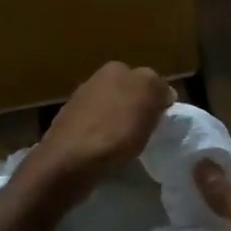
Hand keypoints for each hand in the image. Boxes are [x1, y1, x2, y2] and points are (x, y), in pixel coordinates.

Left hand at [24, 62, 173, 204]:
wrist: (70, 161)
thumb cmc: (116, 130)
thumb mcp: (150, 102)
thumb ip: (159, 89)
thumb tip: (162, 93)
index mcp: (116, 68)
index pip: (148, 79)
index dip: (158, 100)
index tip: (163, 120)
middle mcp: (94, 79)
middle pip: (127, 94)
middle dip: (137, 110)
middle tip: (147, 132)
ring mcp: (78, 103)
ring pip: (111, 111)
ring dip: (120, 124)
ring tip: (128, 146)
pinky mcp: (68, 128)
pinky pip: (97, 130)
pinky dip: (104, 138)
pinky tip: (107, 153)